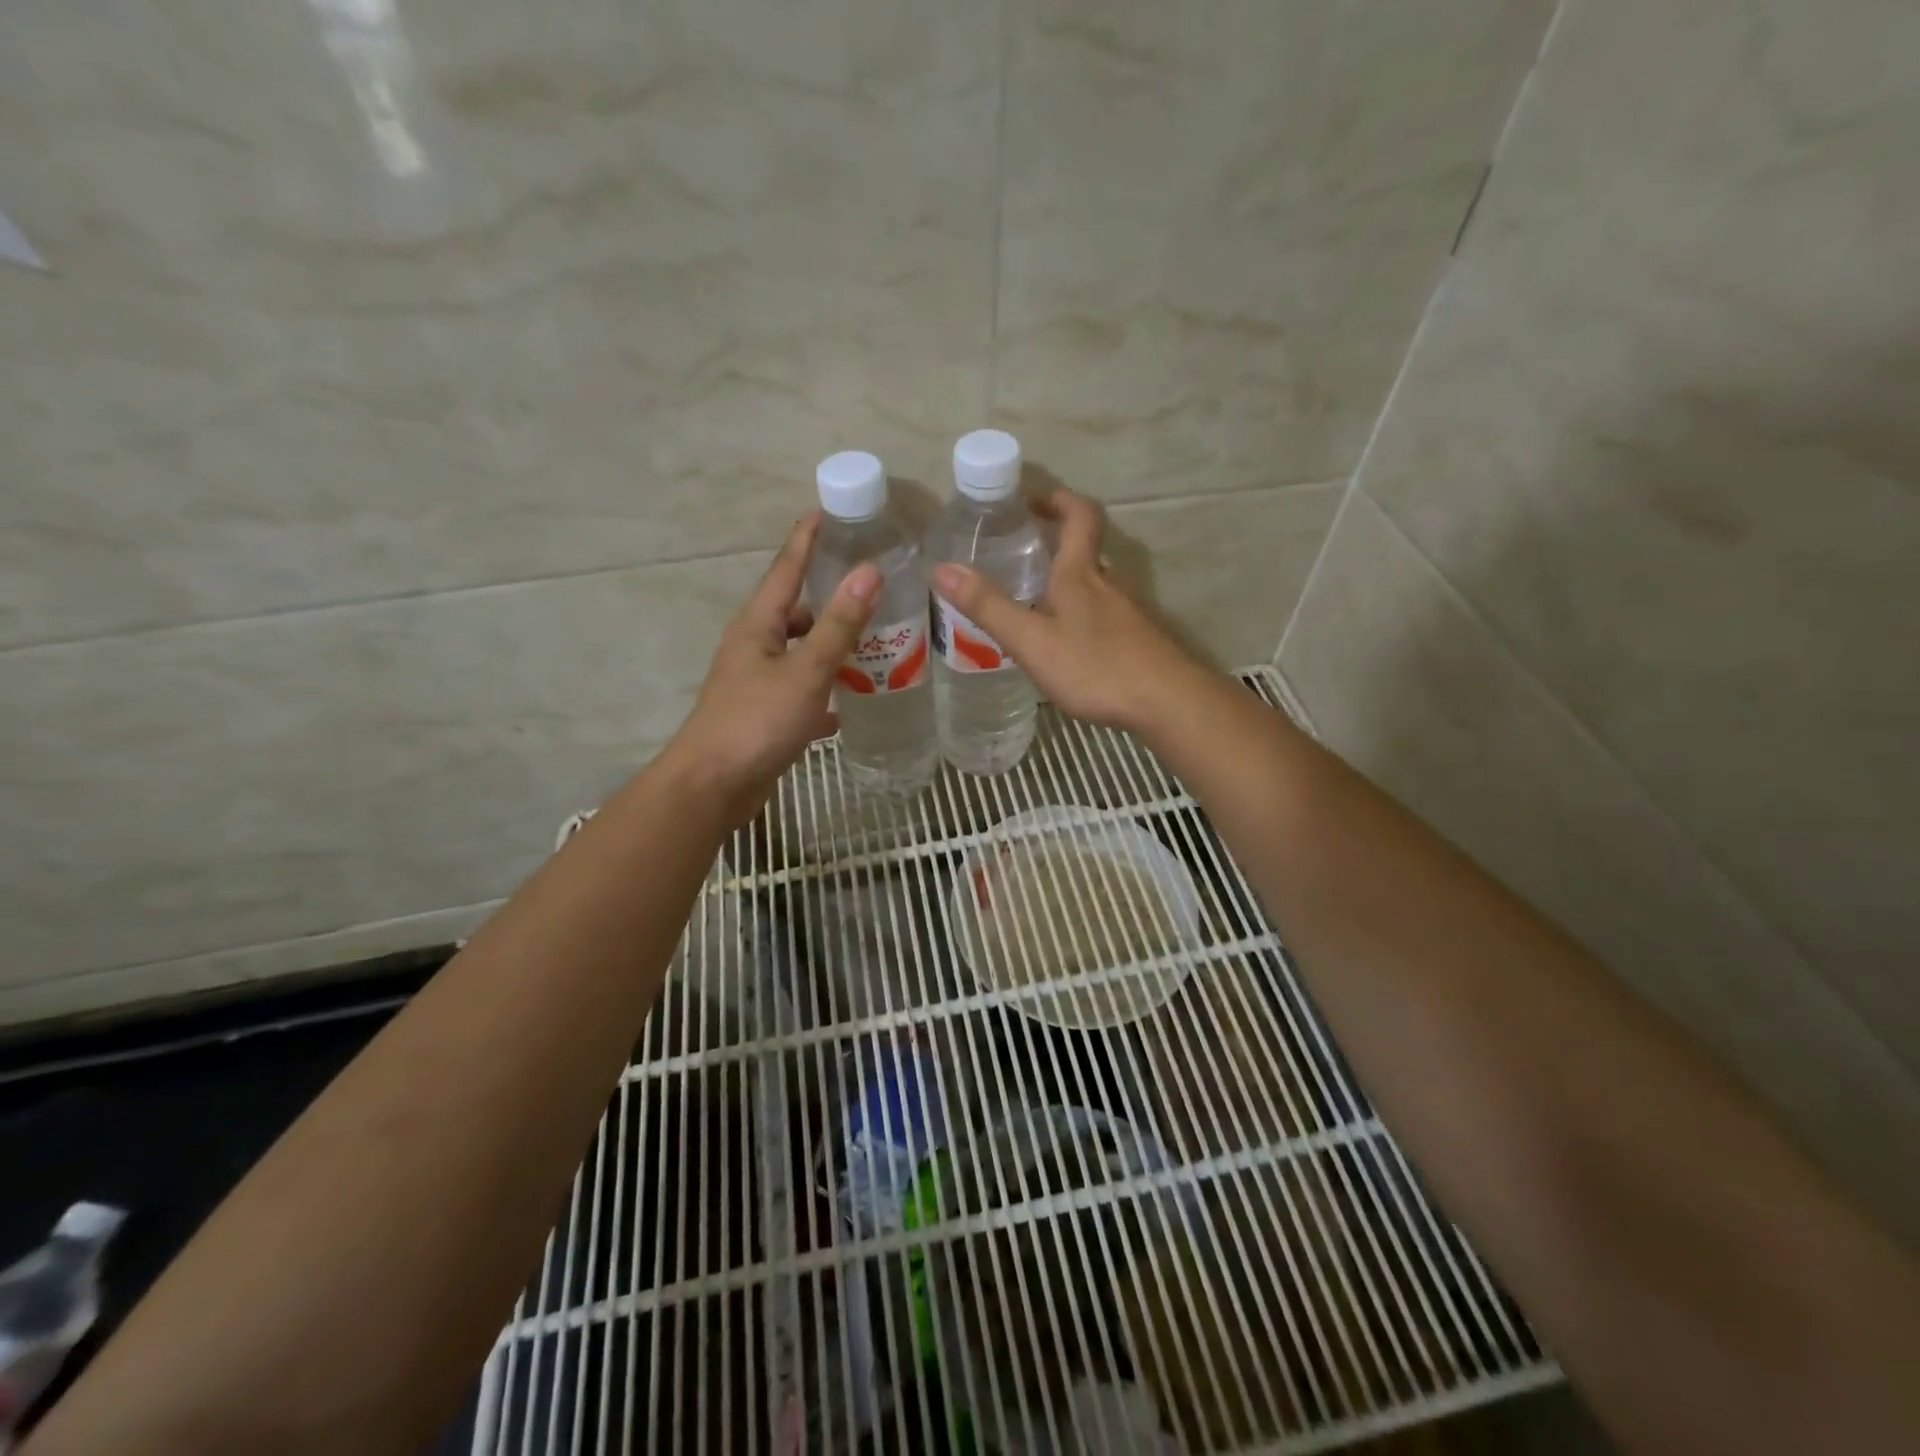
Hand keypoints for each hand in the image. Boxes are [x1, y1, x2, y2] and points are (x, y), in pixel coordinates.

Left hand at [662, 514, 878, 825]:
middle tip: (871, 588)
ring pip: (800, 653)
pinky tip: (851, 700)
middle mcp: (753, 647)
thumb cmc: (757, 721)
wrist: (713, 786)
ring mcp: (756, 682)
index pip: (785, 569)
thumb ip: (839, 624)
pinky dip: (825, 690)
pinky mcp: (763, 715)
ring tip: (874, 642)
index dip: (806, 540)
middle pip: (795, 612)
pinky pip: (801, 690)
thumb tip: (869, 572)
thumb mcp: (806, 670)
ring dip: (831, 646)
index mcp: (757, 625)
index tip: (826, 512)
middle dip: (829, 599)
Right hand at [930, 489, 1206, 735]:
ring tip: (1037, 603)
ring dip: (1070, 582)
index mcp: (1080, 574)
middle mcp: (1109, 584)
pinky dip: (1085, 615)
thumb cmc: (1095, 666)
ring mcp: (1129, 612)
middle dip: (1057, 543)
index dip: (1058, 500)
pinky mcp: (1140, 639)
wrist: (1166, 701)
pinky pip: (1107, 615)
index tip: (1033, 502)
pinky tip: (1071, 645)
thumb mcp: (1031, 640)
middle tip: (1023, 554)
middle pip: (1087, 549)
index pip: (1079, 516)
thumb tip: (941, 568)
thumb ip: (989, 607)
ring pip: (1097, 585)